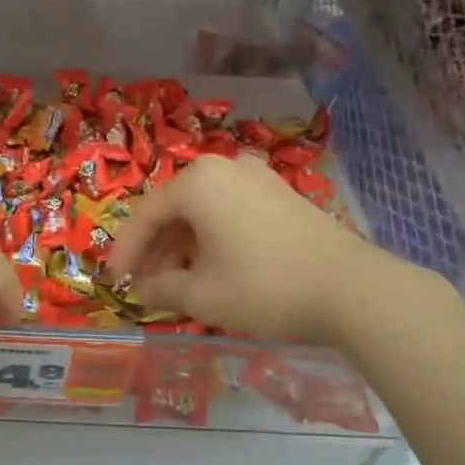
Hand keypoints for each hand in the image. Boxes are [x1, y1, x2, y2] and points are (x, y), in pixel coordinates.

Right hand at [106, 154, 406, 344]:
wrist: (351, 289)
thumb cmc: (264, 287)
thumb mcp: (202, 295)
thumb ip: (162, 289)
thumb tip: (143, 289)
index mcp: (198, 181)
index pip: (146, 214)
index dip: (126, 250)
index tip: (113, 281)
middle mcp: (225, 168)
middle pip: (175, 209)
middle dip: (155, 249)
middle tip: (143, 286)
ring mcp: (257, 178)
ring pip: (203, 211)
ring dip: (183, 246)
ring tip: (175, 283)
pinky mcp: (281, 195)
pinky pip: (230, 212)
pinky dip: (212, 238)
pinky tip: (211, 268)